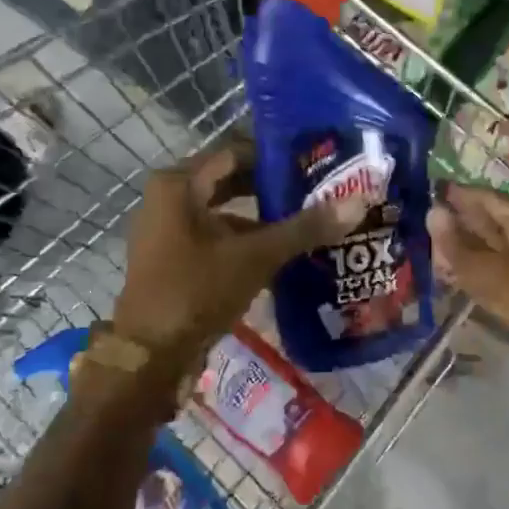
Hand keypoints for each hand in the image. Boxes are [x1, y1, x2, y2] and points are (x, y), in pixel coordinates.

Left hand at [112, 143, 365, 361]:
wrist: (150, 357)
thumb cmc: (197, 291)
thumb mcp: (255, 256)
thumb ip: (305, 228)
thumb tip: (358, 203)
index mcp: (178, 184)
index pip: (234, 152)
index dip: (274, 155)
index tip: (313, 161)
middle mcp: (168, 198)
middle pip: (229, 180)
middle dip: (271, 186)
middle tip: (316, 188)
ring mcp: (168, 230)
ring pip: (224, 210)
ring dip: (261, 215)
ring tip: (306, 218)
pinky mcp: (174, 258)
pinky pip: (215, 235)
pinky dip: (245, 238)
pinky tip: (280, 250)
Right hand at [425, 183, 508, 405]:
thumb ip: (475, 259)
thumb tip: (433, 214)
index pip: (501, 206)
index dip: (469, 196)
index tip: (433, 187)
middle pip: (503, 233)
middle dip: (468, 223)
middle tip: (424, 222)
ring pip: (504, 264)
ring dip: (474, 257)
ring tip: (436, 256)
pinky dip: (485, 289)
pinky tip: (469, 296)